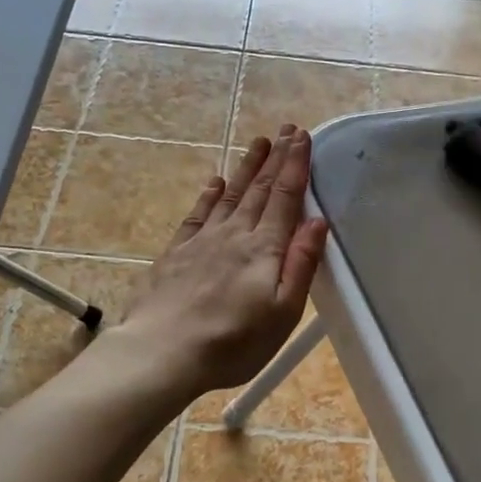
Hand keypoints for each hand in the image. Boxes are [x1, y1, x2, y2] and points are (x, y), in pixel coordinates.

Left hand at [111, 125, 328, 397]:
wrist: (163, 351)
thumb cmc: (233, 341)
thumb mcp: (282, 312)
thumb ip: (301, 264)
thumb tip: (317, 222)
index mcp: (264, 248)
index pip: (285, 197)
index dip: (295, 166)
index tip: (303, 137)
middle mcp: (234, 234)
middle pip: (259, 189)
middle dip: (276, 158)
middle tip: (287, 129)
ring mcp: (202, 241)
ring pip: (230, 194)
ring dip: (246, 167)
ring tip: (258, 143)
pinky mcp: (177, 253)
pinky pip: (198, 214)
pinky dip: (209, 195)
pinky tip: (215, 181)